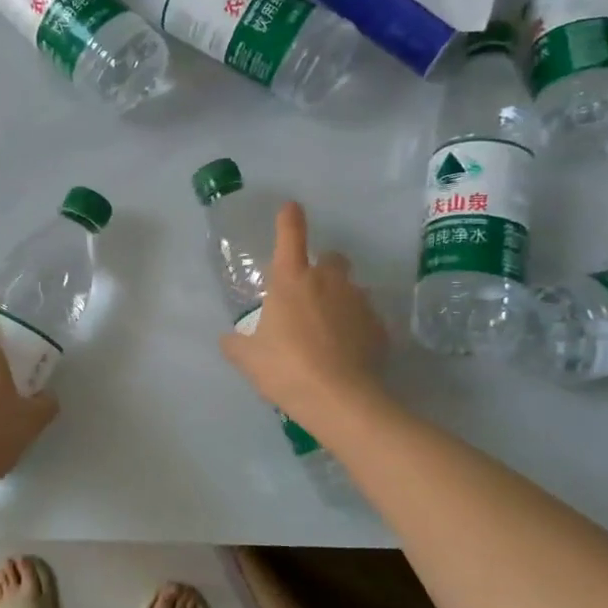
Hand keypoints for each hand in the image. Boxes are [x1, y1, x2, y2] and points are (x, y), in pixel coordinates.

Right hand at [219, 202, 386, 424]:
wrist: (339, 399)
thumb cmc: (285, 369)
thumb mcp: (247, 358)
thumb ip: (235, 343)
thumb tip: (228, 339)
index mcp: (291, 280)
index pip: (290, 235)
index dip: (289, 218)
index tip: (291, 208)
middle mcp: (328, 281)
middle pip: (331, 258)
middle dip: (322, 268)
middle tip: (309, 294)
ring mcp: (358, 302)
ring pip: (351, 288)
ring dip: (340, 299)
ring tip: (329, 329)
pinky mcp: (379, 327)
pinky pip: (366, 319)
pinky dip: (357, 328)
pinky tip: (347, 351)